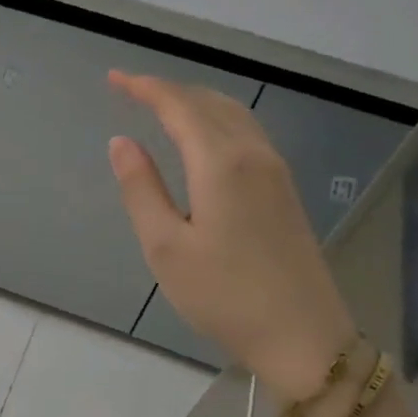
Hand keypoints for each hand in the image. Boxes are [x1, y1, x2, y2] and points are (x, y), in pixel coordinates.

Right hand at [106, 71, 355, 401]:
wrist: (304, 337)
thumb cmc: (224, 296)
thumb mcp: (166, 247)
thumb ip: (141, 188)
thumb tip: (122, 141)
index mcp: (221, 163)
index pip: (178, 106)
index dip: (144, 88)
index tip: (113, 79)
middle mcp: (253, 154)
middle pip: (209, 102)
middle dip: (168, 90)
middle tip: (131, 90)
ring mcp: (276, 171)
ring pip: (234, 114)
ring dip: (195, 102)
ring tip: (162, 106)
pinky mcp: (285, 191)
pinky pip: (247, 133)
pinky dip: (217, 120)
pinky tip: (204, 138)